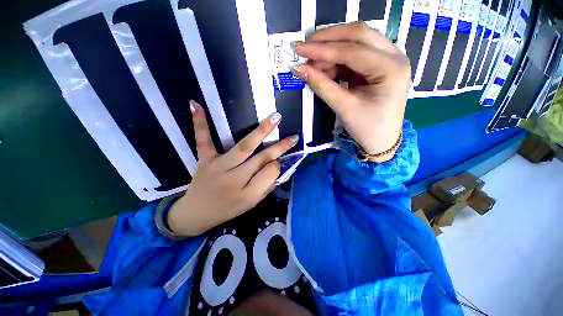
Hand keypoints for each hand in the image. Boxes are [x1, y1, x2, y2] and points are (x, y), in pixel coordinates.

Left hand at [167, 101, 297, 236]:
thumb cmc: (227, 210)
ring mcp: (217, 167)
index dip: (277, 165)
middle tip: (292, 136)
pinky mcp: (204, 159)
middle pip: (261, 159)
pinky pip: (203, 141)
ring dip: (261, 132)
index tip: (279, 161)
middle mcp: (234, 179)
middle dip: (279, 147)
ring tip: (275, 118)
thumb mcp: (251, 205)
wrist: (195, 214)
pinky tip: (196, 104)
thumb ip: (266, 187)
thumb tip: (279, 167)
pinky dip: (200, 123)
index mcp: (247, 194)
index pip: (270, 174)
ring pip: (243, 147)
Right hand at [292, 22, 409, 156]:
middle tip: (305, 47)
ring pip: (356, 41)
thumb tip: (298, 69)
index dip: (322, 49)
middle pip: (358, 34)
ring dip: (331, 50)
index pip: (352, 50)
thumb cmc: (367, 128)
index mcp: (390, 69)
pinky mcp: (377, 66)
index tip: (299, 48)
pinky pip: (354, 54)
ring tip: (313, 64)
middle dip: (328, 39)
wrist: (382, 141)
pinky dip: (337, 59)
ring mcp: (387, 59)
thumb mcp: (344, 108)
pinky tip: (324, 68)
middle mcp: (394, 56)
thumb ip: (322, 86)